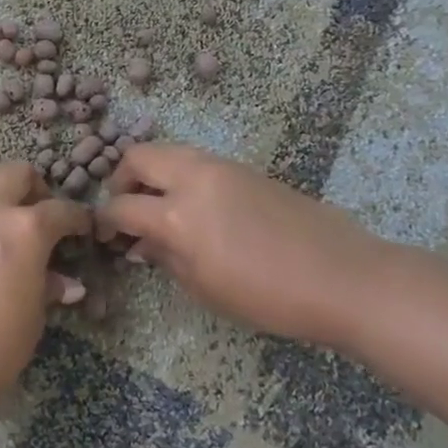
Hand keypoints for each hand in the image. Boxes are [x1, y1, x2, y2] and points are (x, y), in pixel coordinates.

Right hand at [98, 144, 392, 351]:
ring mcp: (223, 168)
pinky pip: (199, 162)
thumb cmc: (266, 295)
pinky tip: (196, 209)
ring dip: (154, 173)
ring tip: (160, 207)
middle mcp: (194, 178)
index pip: (121, 206)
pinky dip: (182, 176)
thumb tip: (143, 244)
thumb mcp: (203, 287)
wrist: (342, 276)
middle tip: (127, 209)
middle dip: (122, 179)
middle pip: (139, 156)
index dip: (105, 221)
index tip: (106, 236)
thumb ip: (165, 259)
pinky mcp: (247, 170)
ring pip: (170, 151)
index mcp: (177, 213)